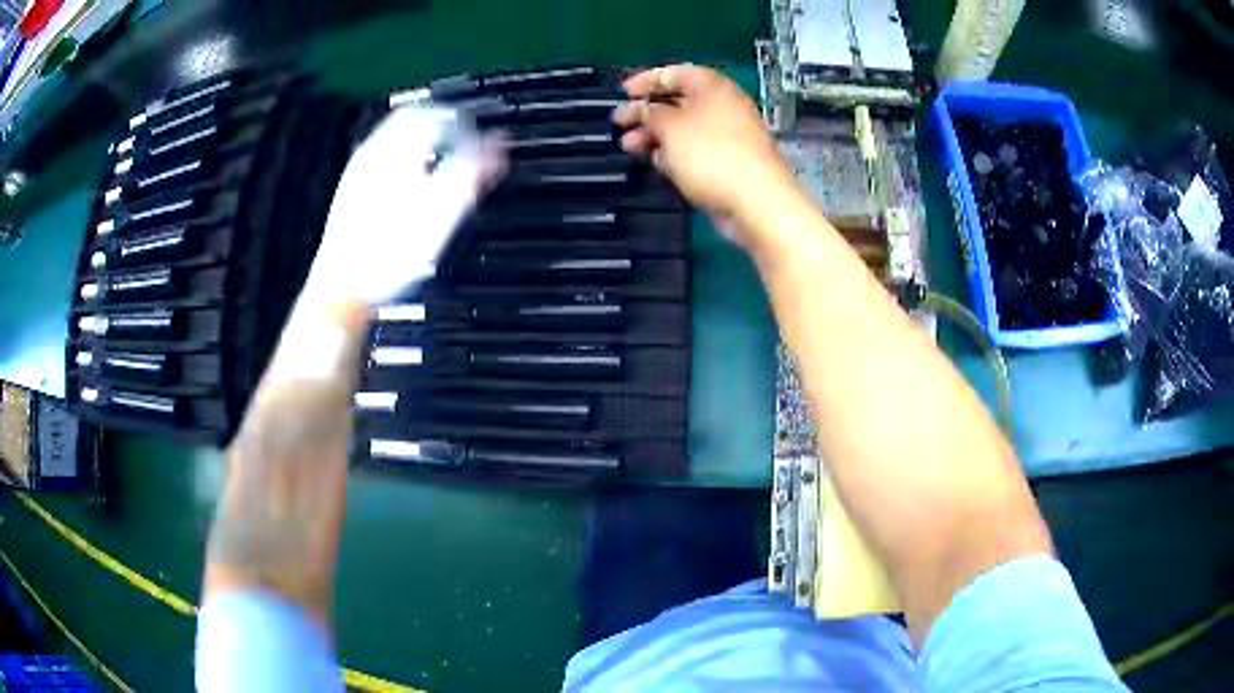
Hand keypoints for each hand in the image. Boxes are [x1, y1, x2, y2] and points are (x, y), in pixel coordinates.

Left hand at [305, 105, 502, 306]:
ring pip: (394, 138)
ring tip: (440, 159)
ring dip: (420, 141)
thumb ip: (472, 172)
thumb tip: (499, 145)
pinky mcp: (350, 194)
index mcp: (396, 150)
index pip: (436, 113)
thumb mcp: (441, 213)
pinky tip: (411, 184)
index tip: (480, 134)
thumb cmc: (389, 254)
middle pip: (411, 119)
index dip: (464, 120)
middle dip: (440, 124)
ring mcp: (357, 173)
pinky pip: (381, 159)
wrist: (343, 289)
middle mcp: (373, 154)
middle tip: (462, 138)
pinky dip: (403, 160)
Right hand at [614, 65, 794, 225]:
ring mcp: (728, 136)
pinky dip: (673, 153)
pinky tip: (654, 164)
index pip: (676, 73)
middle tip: (619, 125)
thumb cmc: (711, 154)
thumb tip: (641, 109)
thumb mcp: (670, 127)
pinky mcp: (728, 163)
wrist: (756, 202)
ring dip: (655, 135)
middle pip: (679, 102)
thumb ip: (650, 113)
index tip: (622, 93)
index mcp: (713, 87)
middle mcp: (722, 106)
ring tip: (628, 148)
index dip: (646, 80)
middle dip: (647, 112)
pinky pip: (695, 151)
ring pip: (684, 129)